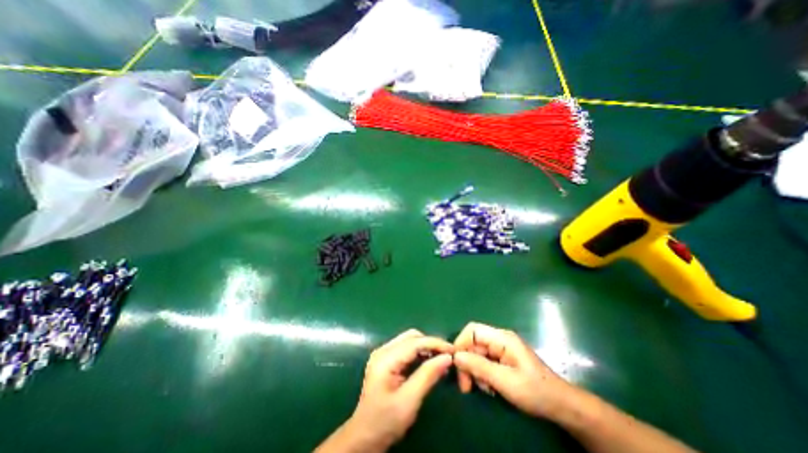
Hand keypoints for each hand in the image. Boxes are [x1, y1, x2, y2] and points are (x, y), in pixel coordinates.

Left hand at [341, 331, 452, 450]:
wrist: (364, 436)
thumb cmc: (386, 421)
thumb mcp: (409, 400)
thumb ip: (428, 376)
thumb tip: (447, 358)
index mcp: (385, 358)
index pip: (414, 342)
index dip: (435, 343)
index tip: (453, 350)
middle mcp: (383, 350)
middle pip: (411, 337)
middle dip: (430, 343)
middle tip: (447, 355)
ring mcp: (383, 353)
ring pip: (409, 340)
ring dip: (425, 347)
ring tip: (441, 358)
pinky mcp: (385, 359)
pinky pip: (406, 348)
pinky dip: (419, 352)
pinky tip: (428, 361)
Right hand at [453, 320, 577, 419]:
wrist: (561, 406)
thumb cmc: (535, 391)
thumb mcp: (505, 380)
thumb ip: (479, 366)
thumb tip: (455, 356)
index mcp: (501, 338)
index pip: (472, 330)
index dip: (461, 343)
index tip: (456, 365)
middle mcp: (499, 339)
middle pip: (472, 343)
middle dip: (467, 363)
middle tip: (466, 387)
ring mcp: (501, 349)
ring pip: (476, 354)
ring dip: (475, 371)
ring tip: (484, 389)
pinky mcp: (502, 359)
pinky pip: (484, 362)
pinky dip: (482, 374)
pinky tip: (490, 388)